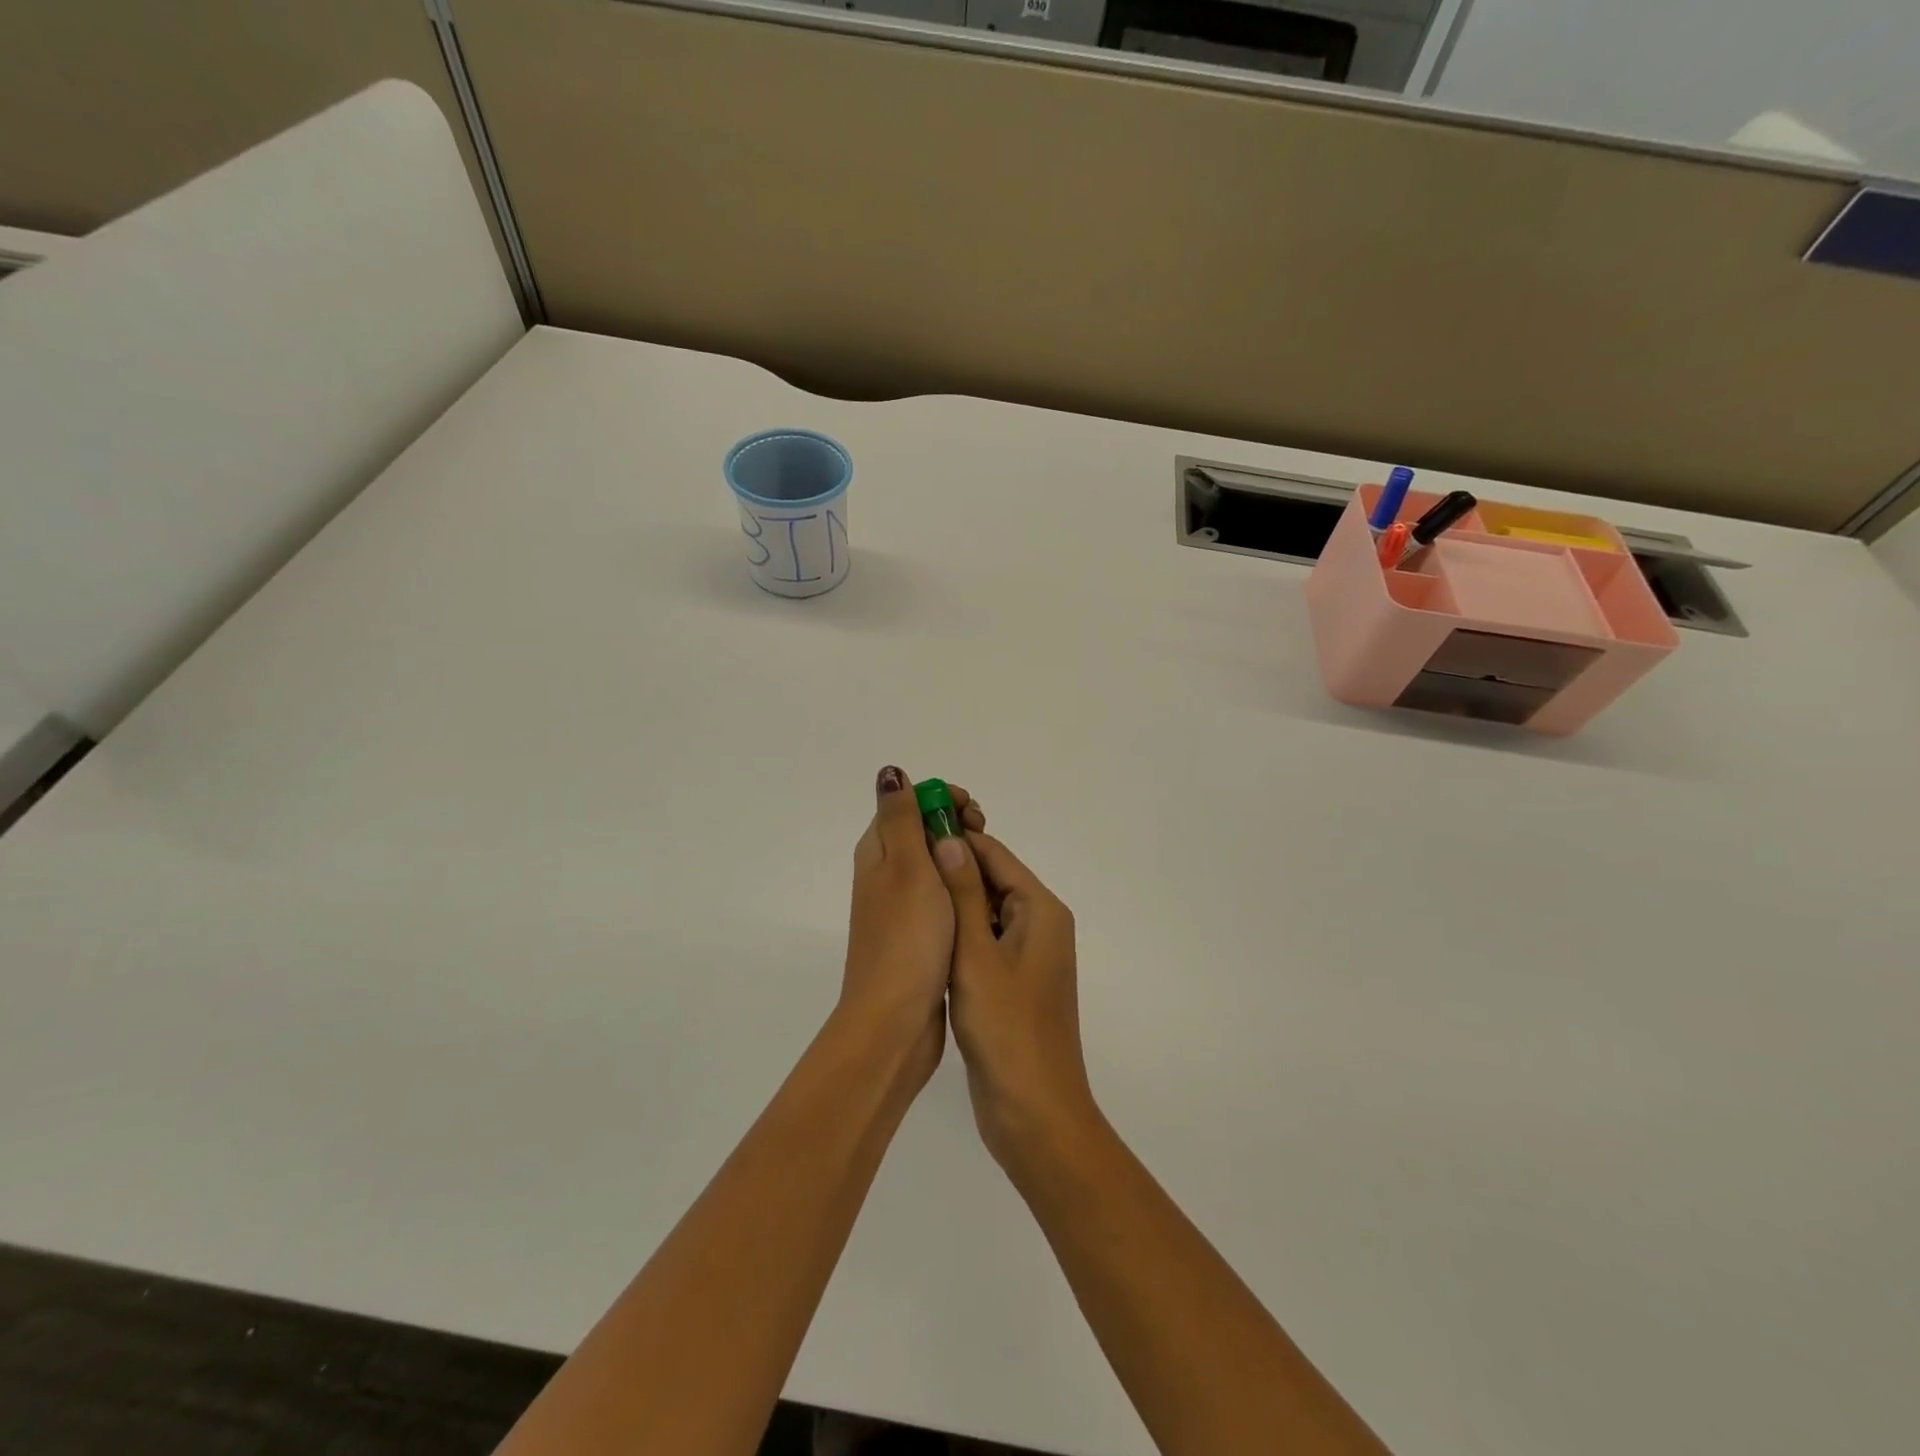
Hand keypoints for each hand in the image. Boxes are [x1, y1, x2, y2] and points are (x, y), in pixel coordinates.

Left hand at [840, 766, 985, 1090]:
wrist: (895, 1020)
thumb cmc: (907, 938)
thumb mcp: (906, 867)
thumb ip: (901, 818)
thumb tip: (890, 772)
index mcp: (878, 853)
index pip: (907, 804)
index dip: (940, 799)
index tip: (972, 814)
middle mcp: (885, 874)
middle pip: (922, 832)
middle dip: (955, 825)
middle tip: (983, 836)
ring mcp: (901, 906)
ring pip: (934, 865)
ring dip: (961, 855)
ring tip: (989, 867)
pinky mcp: (917, 934)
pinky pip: (941, 895)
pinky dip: (961, 887)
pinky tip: (981, 898)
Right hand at [931, 827, 1095, 1180]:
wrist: (1034, 1113)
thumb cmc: (1006, 1029)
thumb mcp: (976, 955)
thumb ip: (962, 894)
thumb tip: (948, 838)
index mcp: (1040, 910)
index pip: (994, 854)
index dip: (956, 836)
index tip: (914, 825)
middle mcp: (1039, 925)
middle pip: (992, 880)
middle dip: (951, 868)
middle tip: (901, 859)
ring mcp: (1027, 958)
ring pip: (985, 913)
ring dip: (952, 902)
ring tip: (905, 891)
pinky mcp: (1012, 984)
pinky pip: (983, 943)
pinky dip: (958, 935)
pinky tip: (925, 937)